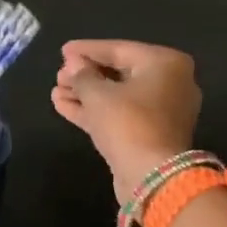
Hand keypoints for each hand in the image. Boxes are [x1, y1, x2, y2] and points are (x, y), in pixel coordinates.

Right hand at [51, 40, 201, 202]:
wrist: (152, 177)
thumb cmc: (128, 124)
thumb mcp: (98, 94)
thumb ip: (82, 75)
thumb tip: (73, 65)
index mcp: (165, 64)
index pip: (119, 49)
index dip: (87, 50)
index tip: (62, 50)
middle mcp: (170, 83)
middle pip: (119, 73)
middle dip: (85, 74)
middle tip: (59, 74)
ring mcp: (161, 111)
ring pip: (117, 96)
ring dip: (85, 93)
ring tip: (56, 90)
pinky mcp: (149, 134)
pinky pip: (119, 114)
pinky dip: (94, 110)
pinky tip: (63, 105)